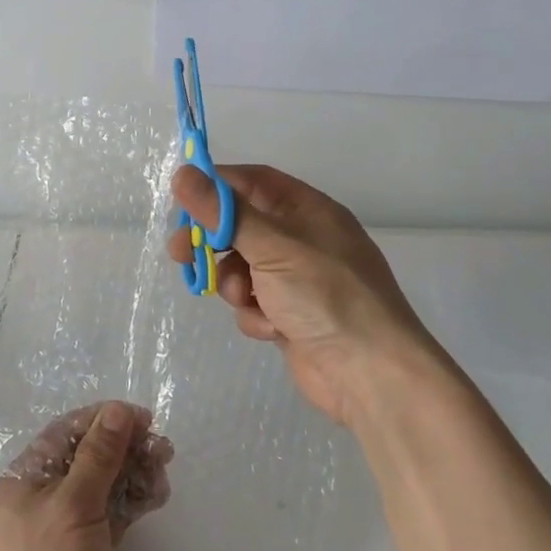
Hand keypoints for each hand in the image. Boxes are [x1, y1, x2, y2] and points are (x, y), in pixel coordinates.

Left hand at [0, 402, 172, 550]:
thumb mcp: (72, 506)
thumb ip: (98, 457)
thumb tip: (118, 410)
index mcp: (30, 476)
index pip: (70, 431)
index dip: (106, 419)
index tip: (144, 419)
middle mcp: (50, 494)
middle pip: (93, 454)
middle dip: (127, 445)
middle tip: (162, 449)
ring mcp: (73, 525)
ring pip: (110, 482)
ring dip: (137, 471)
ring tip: (163, 472)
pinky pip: (119, 512)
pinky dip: (138, 500)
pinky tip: (158, 496)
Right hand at [167, 163, 450, 427]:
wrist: (371, 376)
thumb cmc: (326, 295)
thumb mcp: (272, 247)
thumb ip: (224, 213)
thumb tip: (181, 174)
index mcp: (308, 210)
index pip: (253, 182)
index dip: (216, 186)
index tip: (181, 200)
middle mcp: (303, 239)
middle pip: (242, 225)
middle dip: (212, 241)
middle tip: (179, 252)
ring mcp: (298, 279)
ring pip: (242, 267)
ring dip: (234, 283)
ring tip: (244, 298)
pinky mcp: (291, 315)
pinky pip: (254, 302)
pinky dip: (255, 314)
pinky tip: (270, 327)